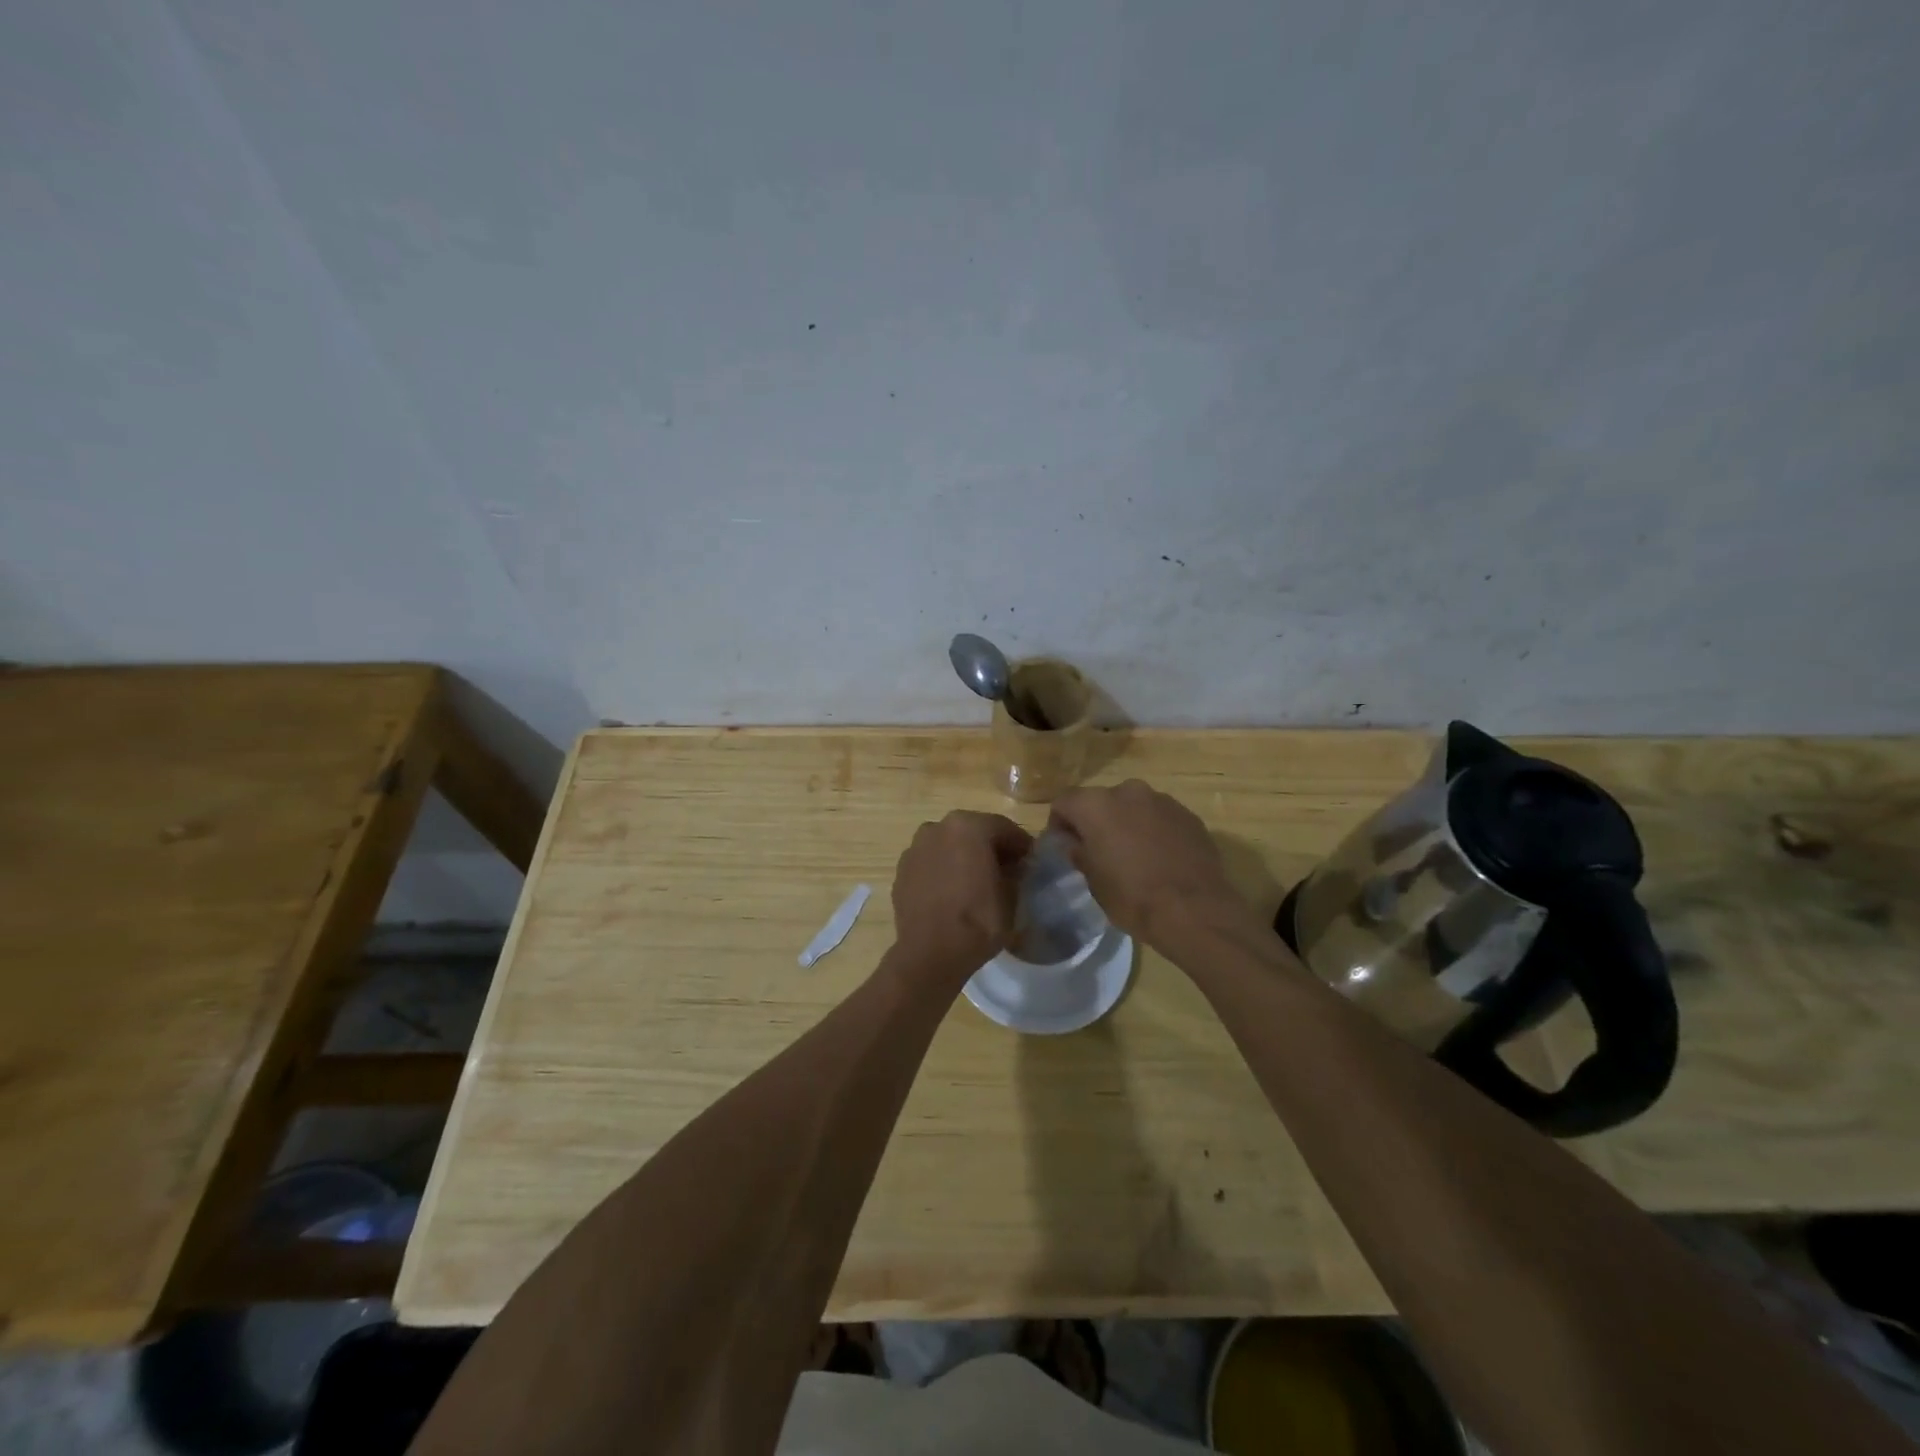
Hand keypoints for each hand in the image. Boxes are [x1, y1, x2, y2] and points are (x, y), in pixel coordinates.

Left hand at [890, 811, 1032, 981]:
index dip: (1021, 846)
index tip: (1030, 862)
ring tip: (976, 883)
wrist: (930, 954)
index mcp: (968, 826)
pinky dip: (943, 870)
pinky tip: (952, 893)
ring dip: (964, 856)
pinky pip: (930, 863)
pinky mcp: (902, 870)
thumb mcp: (1011, 896)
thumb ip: (1015, 873)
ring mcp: (915, 848)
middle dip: (990, 848)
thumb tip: (1014, 868)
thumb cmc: (977, 921)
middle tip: (1006, 871)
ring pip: (949, 845)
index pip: (1004, 828)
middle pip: (973, 832)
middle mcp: (938, 827)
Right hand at [1048, 780, 1248, 947]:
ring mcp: (1162, 800)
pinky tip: (1161, 859)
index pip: (1064, 803)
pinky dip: (1155, 831)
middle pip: (1101, 801)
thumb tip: (1074, 842)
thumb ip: (1079, 852)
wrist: (1194, 910)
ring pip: (1134, 807)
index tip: (1065, 847)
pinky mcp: (1189, 815)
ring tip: (1134, 856)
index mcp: (1096, 805)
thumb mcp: (1093, 881)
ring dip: (1128, 824)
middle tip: (1099, 852)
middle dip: (1096, 822)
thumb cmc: (1132, 896)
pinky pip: (1161, 818)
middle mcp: (1128, 791)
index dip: (1059, 824)